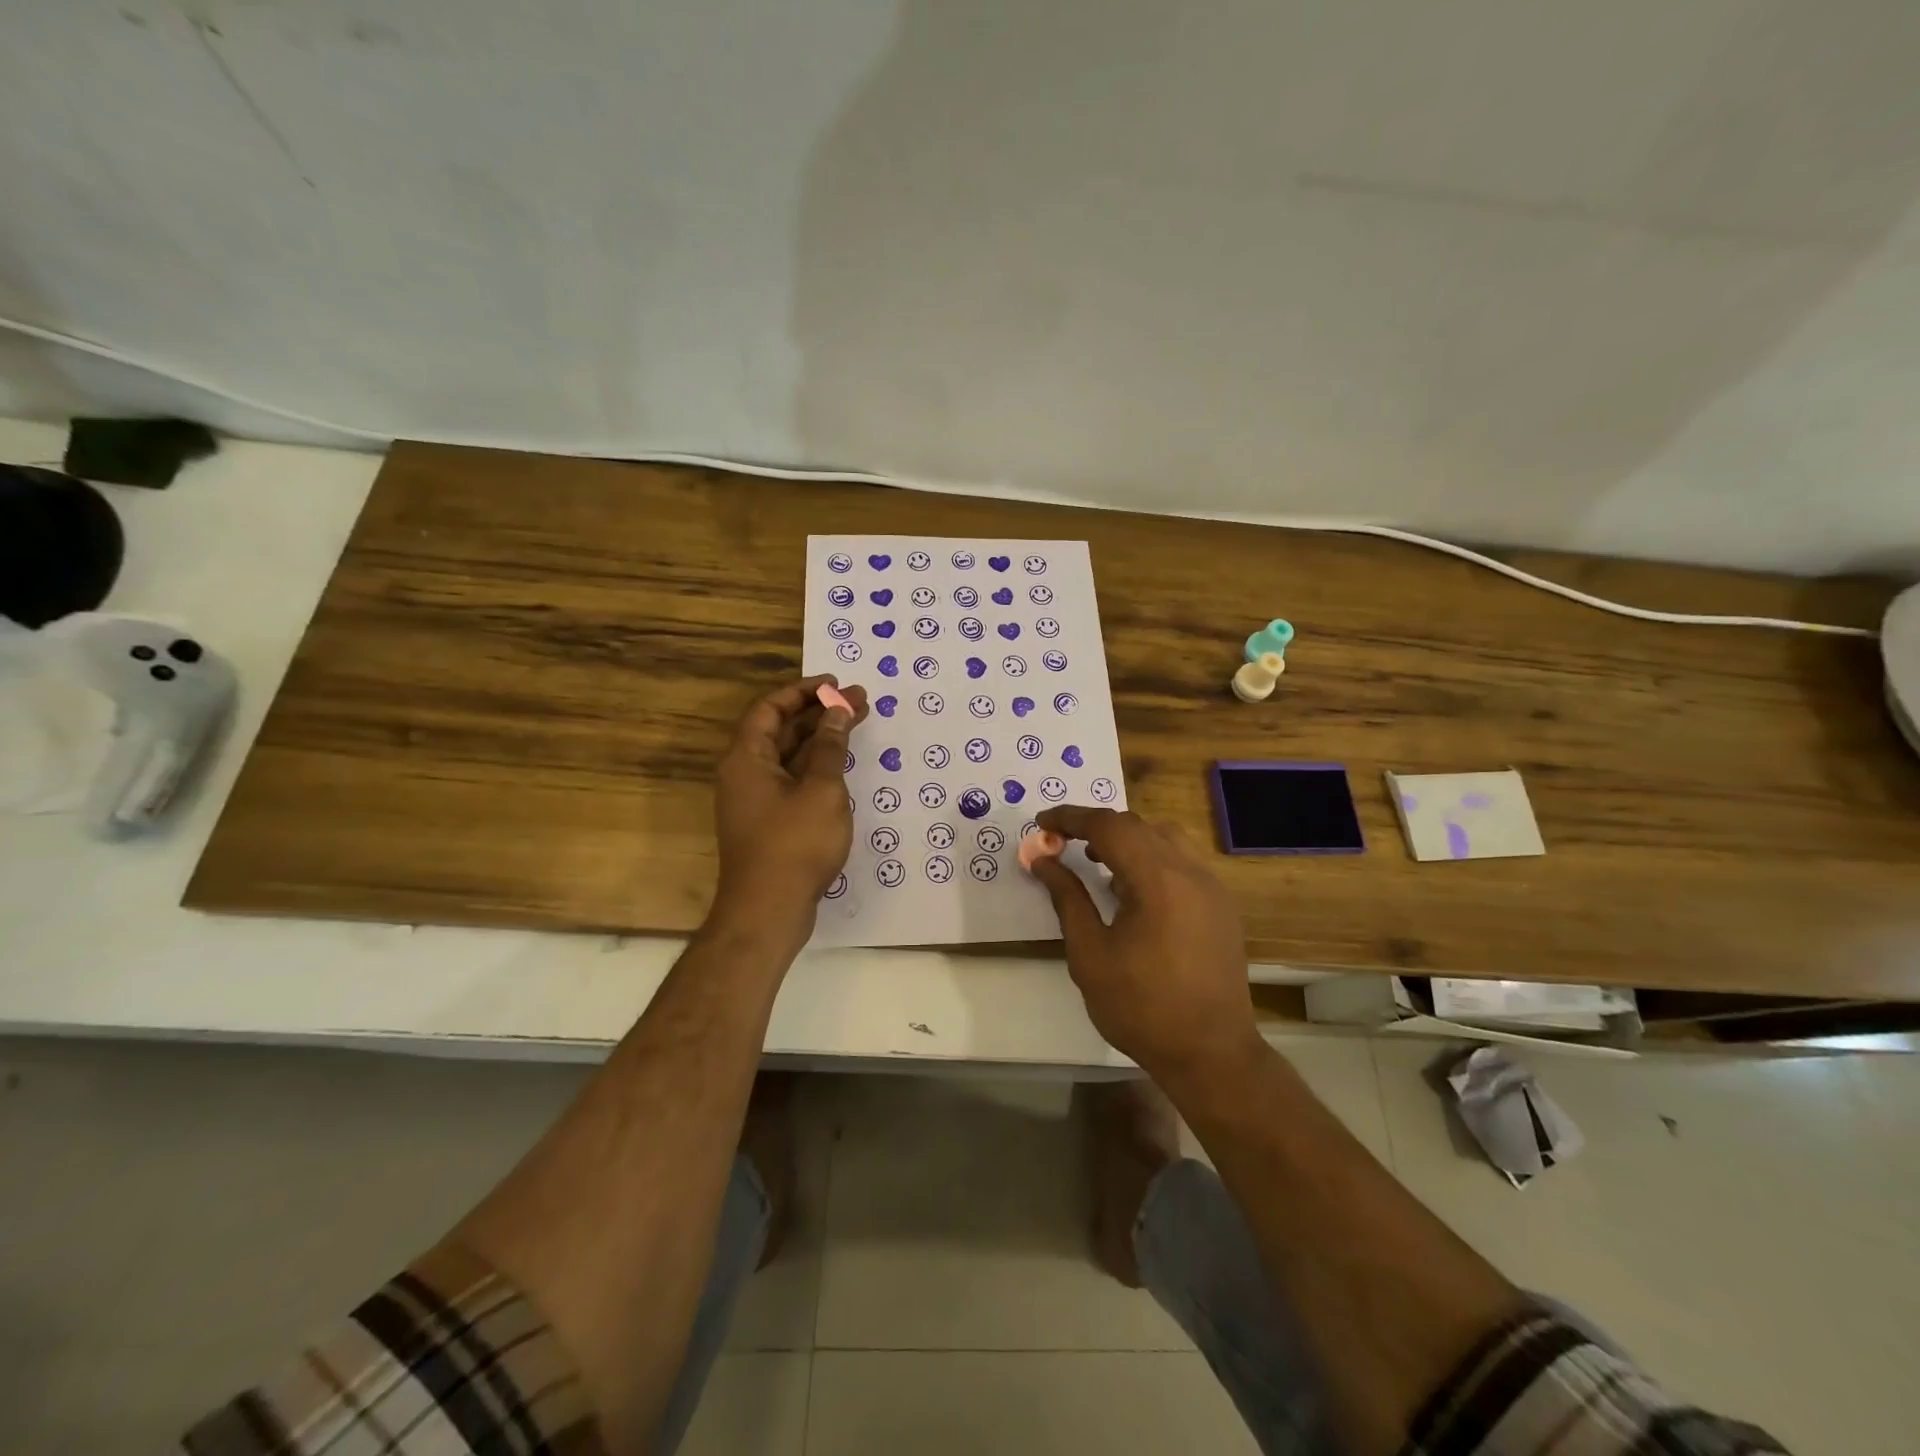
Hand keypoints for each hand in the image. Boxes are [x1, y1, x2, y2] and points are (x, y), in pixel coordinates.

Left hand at [711, 674, 868, 944]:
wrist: (768, 910)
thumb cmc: (794, 844)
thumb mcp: (821, 790)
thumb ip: (831, 748)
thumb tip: (838, 713)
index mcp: (747, 757)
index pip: (770, 708)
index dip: (803, 691)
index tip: (835, 684)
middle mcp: (745, 773)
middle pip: (781, 730)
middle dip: (820, 714)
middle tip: (860, 701)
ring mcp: (755, 800)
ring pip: (789, 756)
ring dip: (821, 740)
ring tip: (857, 725)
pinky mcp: (768, 822)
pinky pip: (792, 780)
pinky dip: (816, 767)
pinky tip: (842, 766)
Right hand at [1030, 806, 1261, 1083]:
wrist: (1211, 1053)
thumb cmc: (1141, 1007)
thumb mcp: (1090, 954)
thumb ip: (1067, 898)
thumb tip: (1043, 859)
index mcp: (1158, 879)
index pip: (1109, 826)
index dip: (1072, 818)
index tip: (1042, 822)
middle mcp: (1190, 871)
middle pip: (1138, 825)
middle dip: (1096, 826)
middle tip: (1062, 842)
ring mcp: (1212, 887)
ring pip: (1165, 837)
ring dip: (1127, 839)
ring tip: (1097, 862)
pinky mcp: (1221, 905)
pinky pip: (1182, 861)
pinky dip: (1151, 858)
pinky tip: (1133, 890)